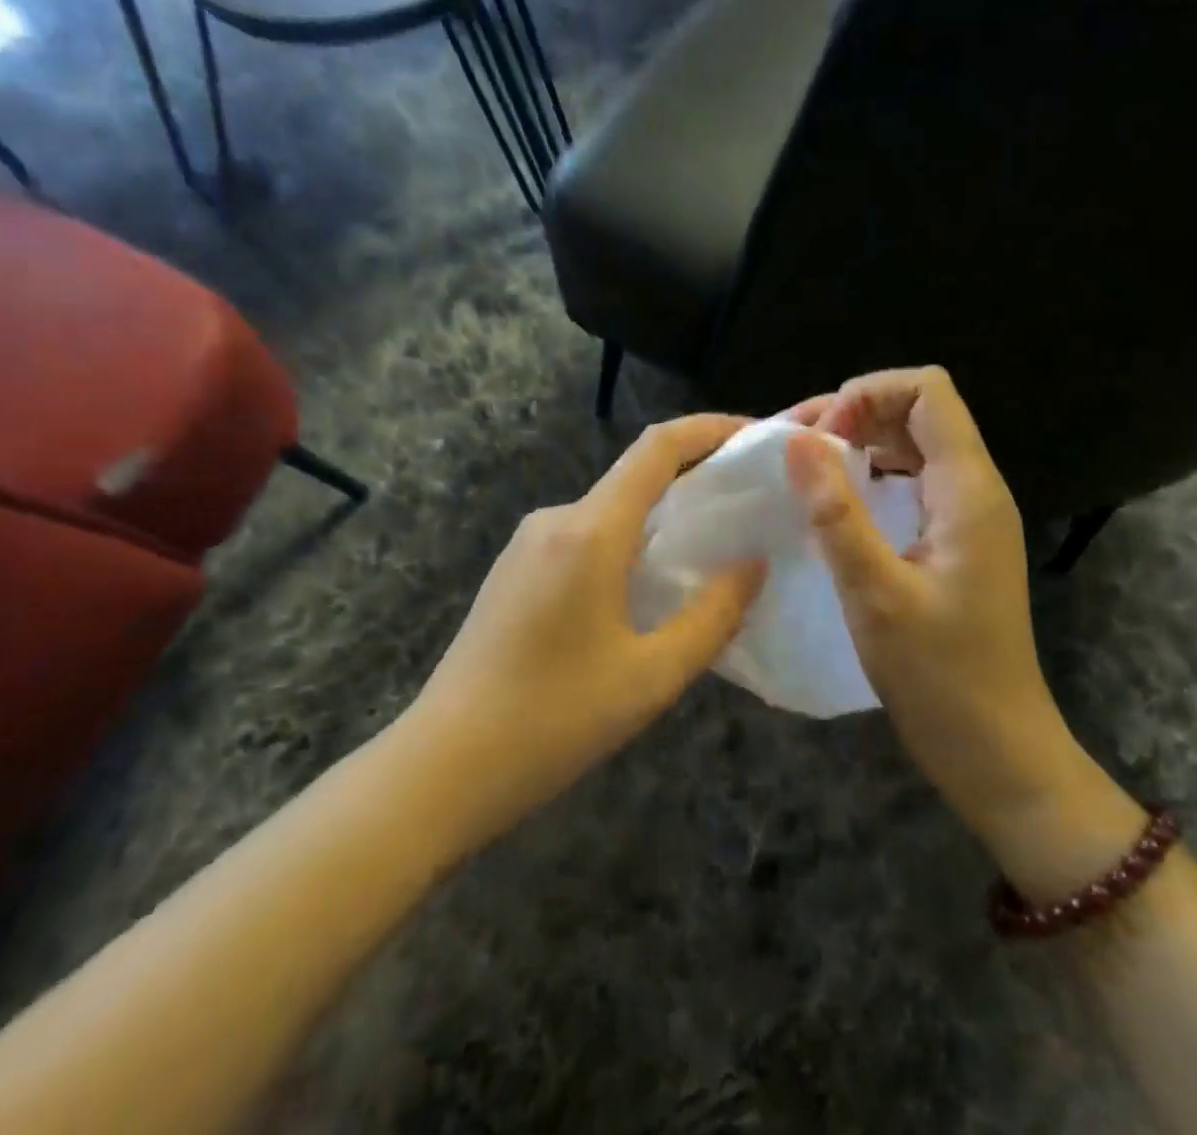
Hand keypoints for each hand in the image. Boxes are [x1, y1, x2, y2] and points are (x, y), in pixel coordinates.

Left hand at [408, 415, 764, 850]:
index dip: (710, 429)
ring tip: (707, 554)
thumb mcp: (651, 677)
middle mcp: (555, 520)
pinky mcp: (514, 570)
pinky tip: (645, 590)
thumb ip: (712, 615)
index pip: (658, 448)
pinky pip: (584, 538)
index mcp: (590, 531)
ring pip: (609, 511)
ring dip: (659, 519)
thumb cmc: (553, 721)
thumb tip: (753, 565)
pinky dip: (626, 545)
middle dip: (694, 479)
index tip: (754, 436)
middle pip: (635, 476)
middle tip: (748, 506)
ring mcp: (527, 544)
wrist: (442, 767)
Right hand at [785, 368, 1140, 895]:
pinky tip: (838, 502)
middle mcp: (975, 488)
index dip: (867, 394)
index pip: (928, 389)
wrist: (997, 750)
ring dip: (860, 440)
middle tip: (798, 449)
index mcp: (968, 489)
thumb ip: (835, 511)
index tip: (819, 438)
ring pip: (913, 442)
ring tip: (808, 468)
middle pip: (918, 409)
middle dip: (855, 411)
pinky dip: (871, 472)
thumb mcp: (875, 593)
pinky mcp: (955, 539)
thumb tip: (796, 439)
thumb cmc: (940, 678)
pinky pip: (912, 478)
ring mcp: (968, 514)